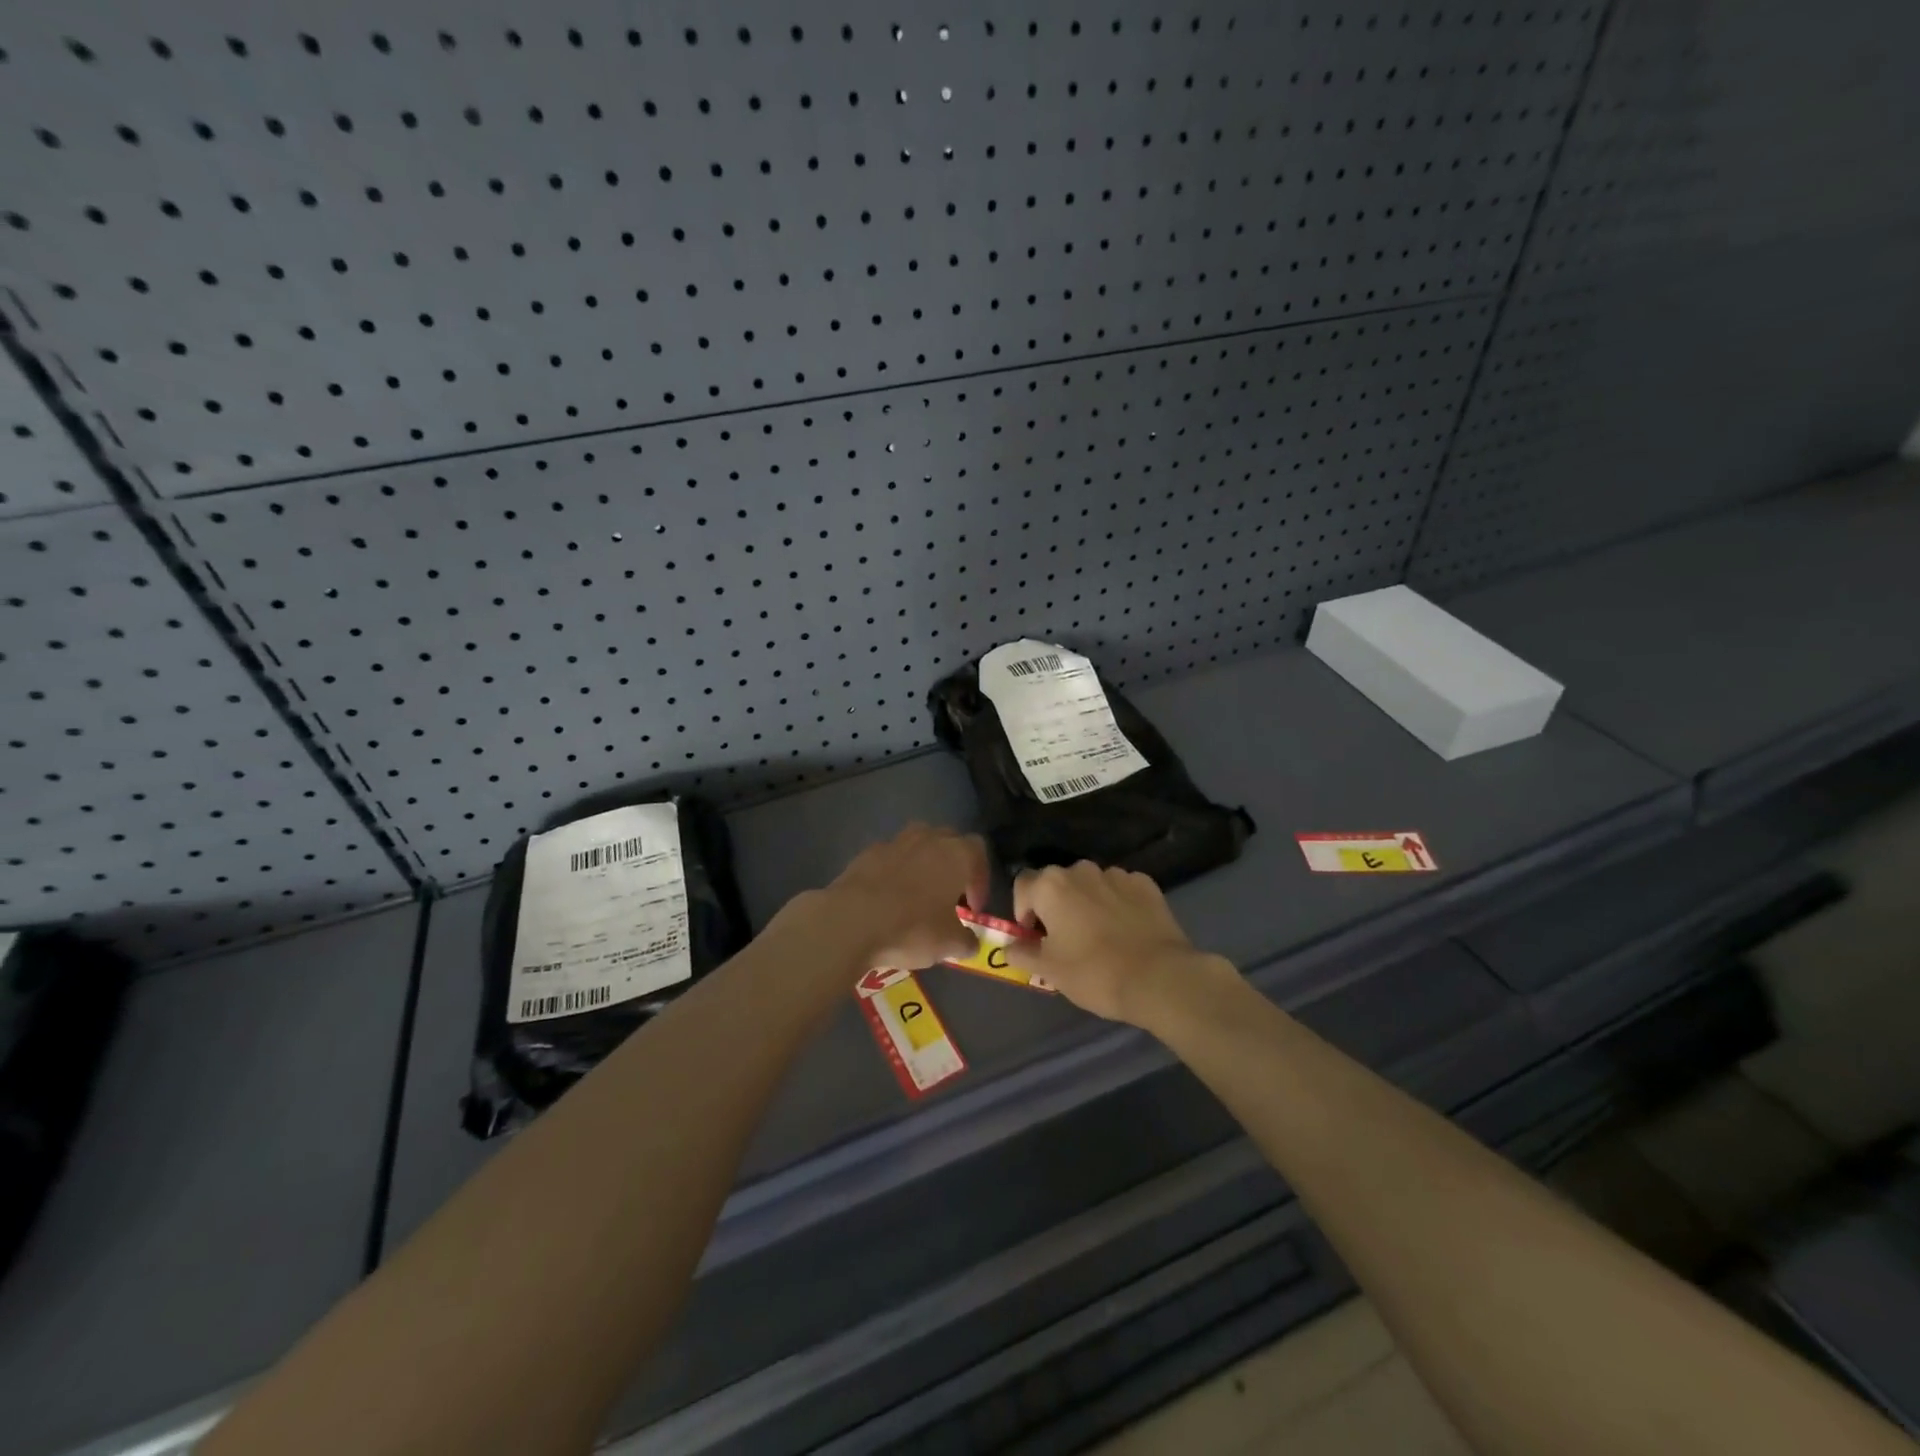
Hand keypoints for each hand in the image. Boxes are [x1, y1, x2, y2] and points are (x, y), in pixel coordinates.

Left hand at [816, 823, 988, 970]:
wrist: (852, 920)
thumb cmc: (912, 928)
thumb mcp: (949, 944)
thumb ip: (966, 941)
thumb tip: (970, 942)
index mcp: (957, 854)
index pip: (979, 853)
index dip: (980, 880)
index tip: (972, 909)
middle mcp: (929, 838)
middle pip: (949, 840)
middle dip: (953, 865)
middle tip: (949, 897)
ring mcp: (896, 842)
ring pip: (919, 843)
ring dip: (924, 863)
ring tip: (919, 893)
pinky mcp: (867, 852)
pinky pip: (890, 856)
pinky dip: (894, 871)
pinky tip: (888, 897)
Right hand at [1003, 862, 1234, 1026]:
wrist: (1159, 978)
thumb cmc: (1094, 973)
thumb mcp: (1049, 970)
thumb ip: (1022, 953)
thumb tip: (1010, 946)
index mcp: (1051, 886)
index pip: (1022, 885)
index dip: (1023, 911)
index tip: (1034, 937)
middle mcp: (1081, 870)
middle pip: (1057, 883)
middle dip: (1056, 905)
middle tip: (1065, 939)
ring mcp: (1116, 874)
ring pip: (1090, 885)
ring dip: (1087, 903)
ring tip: (1099, 936)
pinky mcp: (1145, 884)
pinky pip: (1121, 890)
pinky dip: (1117, 904)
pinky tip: (1126, 931)